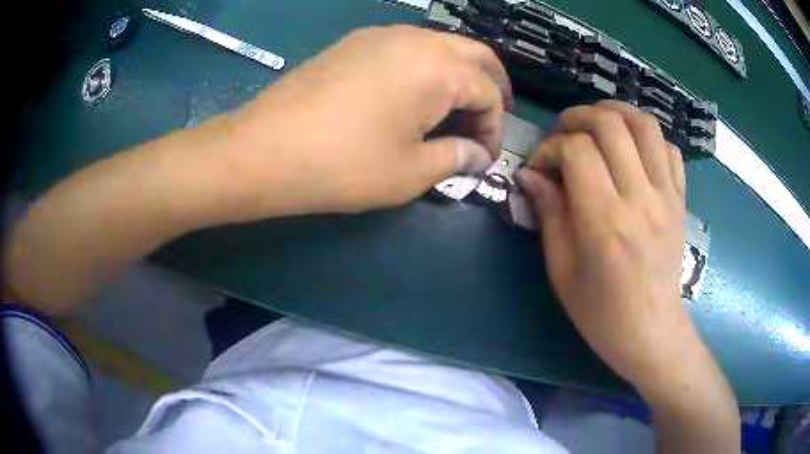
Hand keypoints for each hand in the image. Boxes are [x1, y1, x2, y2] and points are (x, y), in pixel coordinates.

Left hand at [221, 25, 512, 219]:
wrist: (263, 149)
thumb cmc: (343, 165)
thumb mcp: (410, 172)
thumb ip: (455, 158)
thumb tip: (478, 155)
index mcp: (439, 67)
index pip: (488, 93)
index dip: (494, 128)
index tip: (485, 158)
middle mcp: (416, 39)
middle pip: (474, 55)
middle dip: (491, 86)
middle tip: (491, 116)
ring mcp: (381, 35)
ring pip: (440, 46)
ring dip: (458, 74)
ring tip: (456, 108)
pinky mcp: (354, 42)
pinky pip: (407, 48)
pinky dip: (425, 68)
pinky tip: (415, 94)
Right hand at [518, 102, 739, 451]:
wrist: (651, 331)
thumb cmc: (601, 312)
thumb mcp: (562, 271)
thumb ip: (549, 214)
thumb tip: (531, 175)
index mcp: (605, 222)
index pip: (577, 152)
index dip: (551, 149)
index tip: (540, 167)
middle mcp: (640, 199)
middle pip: (611, 125)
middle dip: (579, 118)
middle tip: (565, 134)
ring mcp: (667, 196)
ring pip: (644, 125)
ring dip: (615, 113)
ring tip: (597, 125)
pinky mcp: (680, 200)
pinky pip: (669, 148)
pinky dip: (646, 136)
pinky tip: (631, 149)